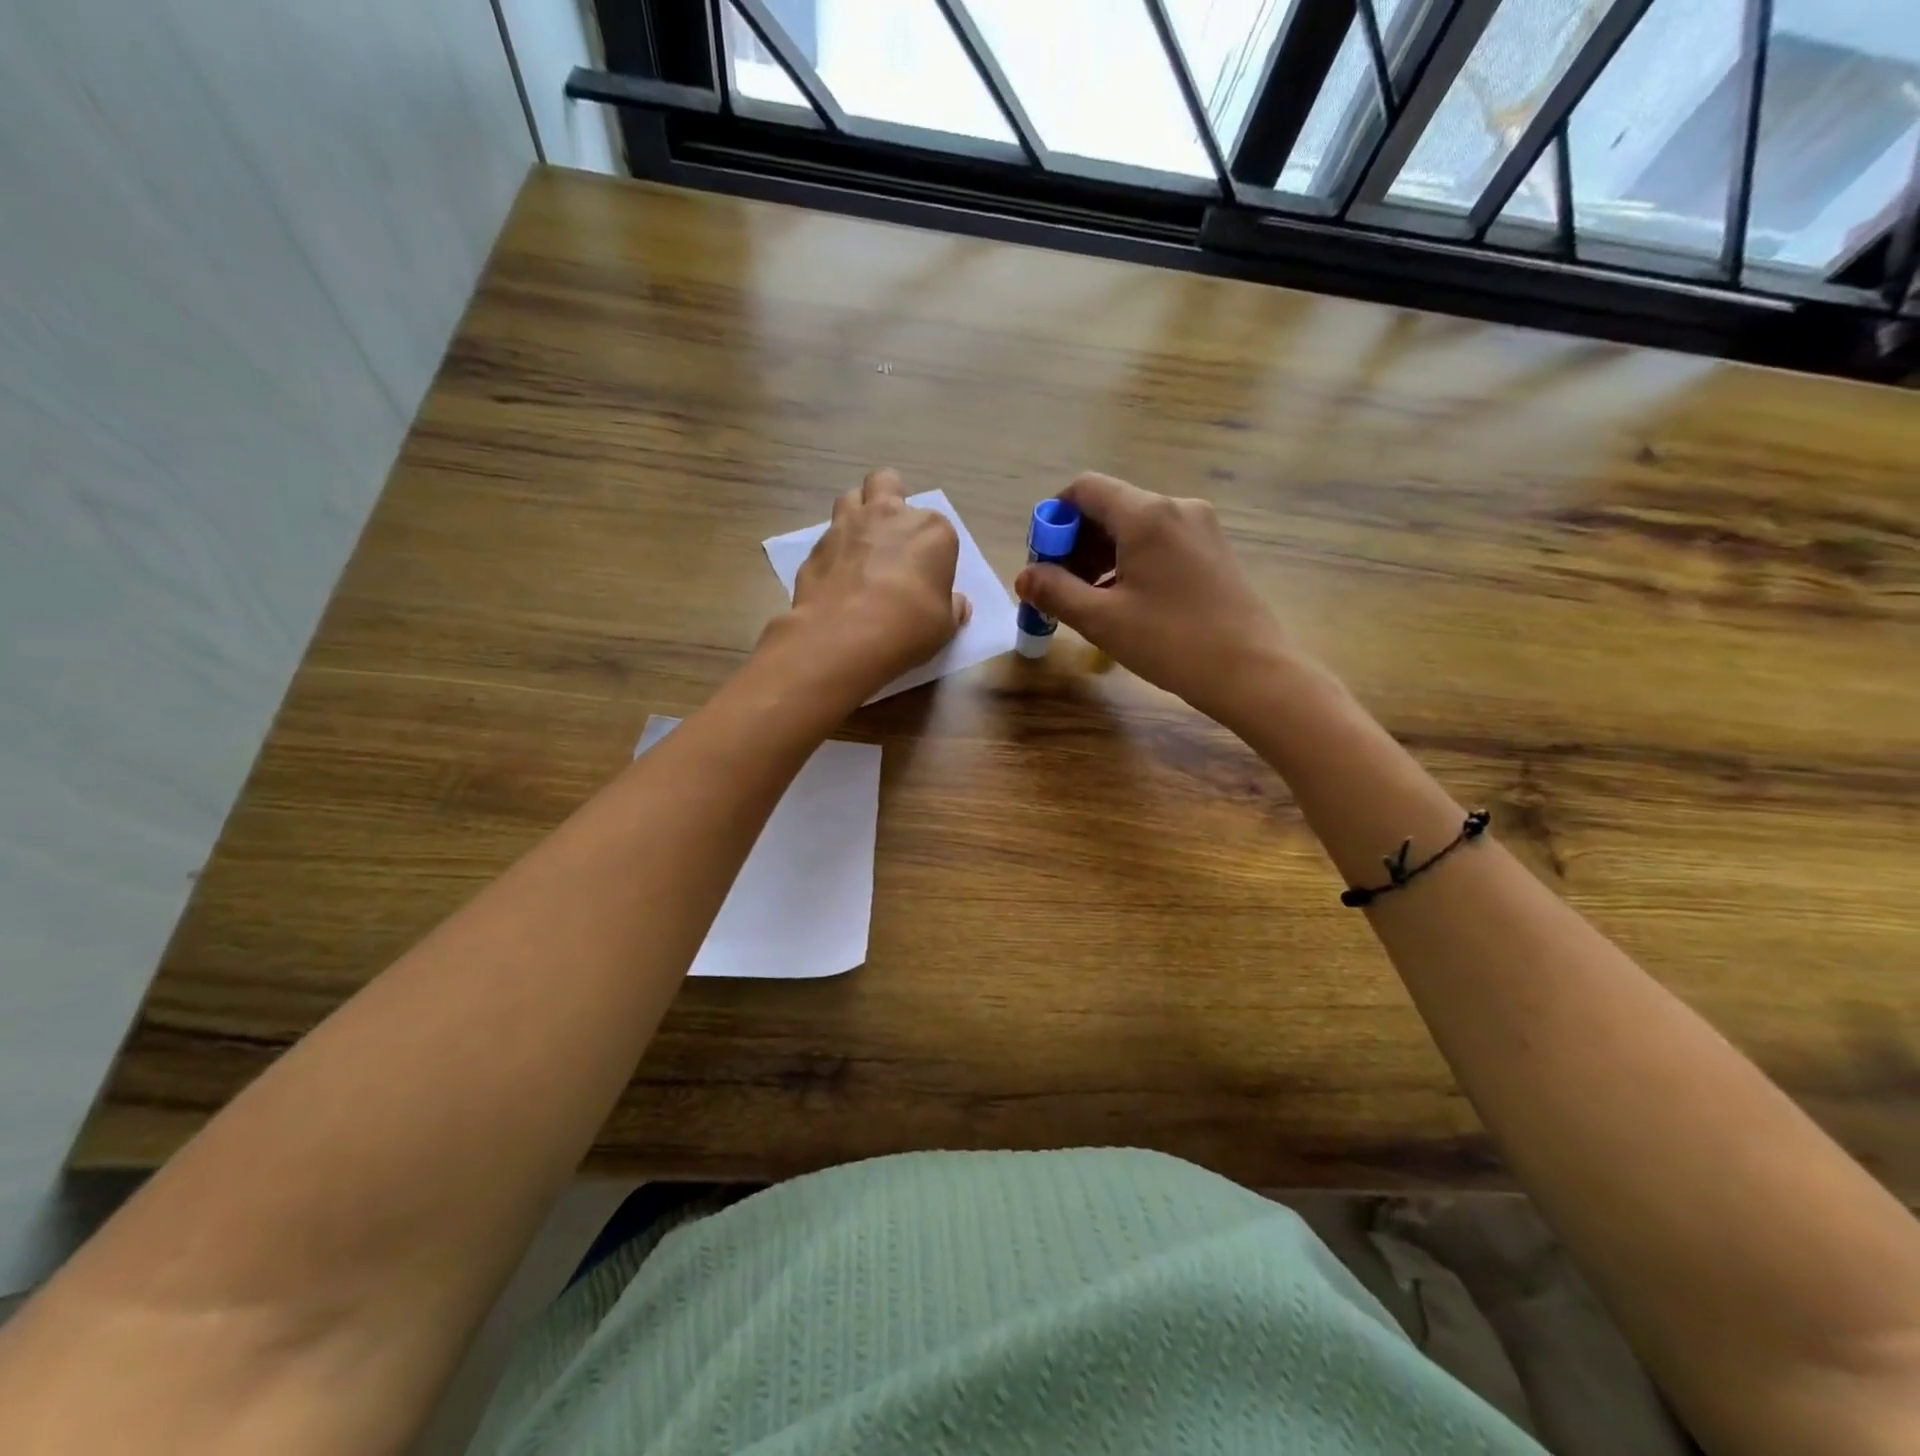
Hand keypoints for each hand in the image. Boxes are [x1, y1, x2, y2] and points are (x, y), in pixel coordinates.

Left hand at [775, 468, 970, 700]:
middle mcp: (890, 514)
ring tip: (860, 546)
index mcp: (932, 530)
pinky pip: (827, 535)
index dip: (932, 552)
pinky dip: (834, 549)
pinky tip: (836, 575)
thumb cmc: (908, 627)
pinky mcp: (817, 544)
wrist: (844, 636)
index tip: (928, 576)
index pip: (939, 529)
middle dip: (890, 500)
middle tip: (891, 536)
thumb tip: (957, 603)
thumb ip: (952, 607)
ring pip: (852, 497)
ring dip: (858, 514)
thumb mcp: (945, 626)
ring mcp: (849, 524)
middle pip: (889, 484)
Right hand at [1014, 472, 1287, 723]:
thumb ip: (1055, 591)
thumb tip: (1023, 577)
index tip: (1041, 561)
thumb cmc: (1172, 643)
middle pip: (1109, 507)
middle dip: (1075, 543)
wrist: (1253, 672)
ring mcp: (1200, 528)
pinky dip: (1130, 563)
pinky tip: (1123, 601)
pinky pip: (1158, 543)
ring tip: (1087, 601)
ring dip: (1101, 556)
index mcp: (1146, 515)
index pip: (1084, 489)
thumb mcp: (1101, 619)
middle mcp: (1176, 508)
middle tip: (1058, 588)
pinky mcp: (1213, 551)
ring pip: (1134, 528)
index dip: (1053, 519)